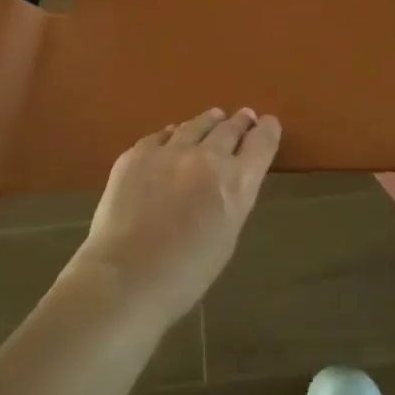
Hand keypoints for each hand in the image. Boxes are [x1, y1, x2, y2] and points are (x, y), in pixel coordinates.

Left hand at [70, 107, 281, 328]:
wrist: (125, 277)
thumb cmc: (185, 274)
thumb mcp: (227, 236)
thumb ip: (232, 199)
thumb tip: (228, 180)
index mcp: (236, 182)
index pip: (262, 142)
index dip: (268, 130)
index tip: (269, 123)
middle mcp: (207, 157)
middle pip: (230, 128)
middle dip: (239, 122)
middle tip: (244, 117)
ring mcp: (169, 151)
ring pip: (196, 125)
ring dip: (209, 122)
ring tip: (214, 117)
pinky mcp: (137, 153)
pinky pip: (162, 136)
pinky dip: (173, 136)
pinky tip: (172, 136)